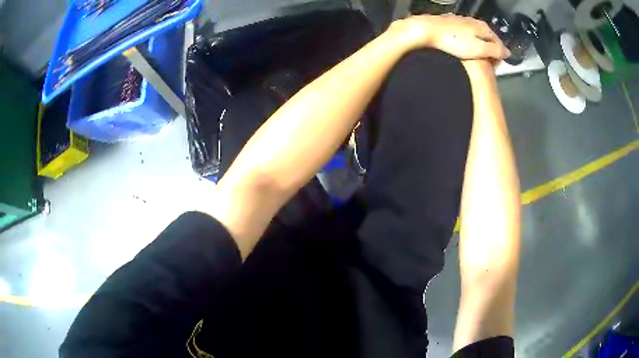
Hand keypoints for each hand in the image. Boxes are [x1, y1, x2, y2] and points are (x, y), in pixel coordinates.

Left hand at [389, 14, 509, 59]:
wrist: (426, 31)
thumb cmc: (454, 41)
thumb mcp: (479, 49)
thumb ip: (495, 50)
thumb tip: (508, 52)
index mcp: (483, 27)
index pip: (499, 43)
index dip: (499, 57)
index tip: (495, 68)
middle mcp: (474, 21)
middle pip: (488, 39)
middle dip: (489, 53)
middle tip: (486, 66)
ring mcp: (461, 21)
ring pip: (476, 37)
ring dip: (478, 49)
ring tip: (474, 60)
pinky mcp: (450, 24)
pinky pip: (465, 36)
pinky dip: (467, 44)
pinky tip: (462, 51)